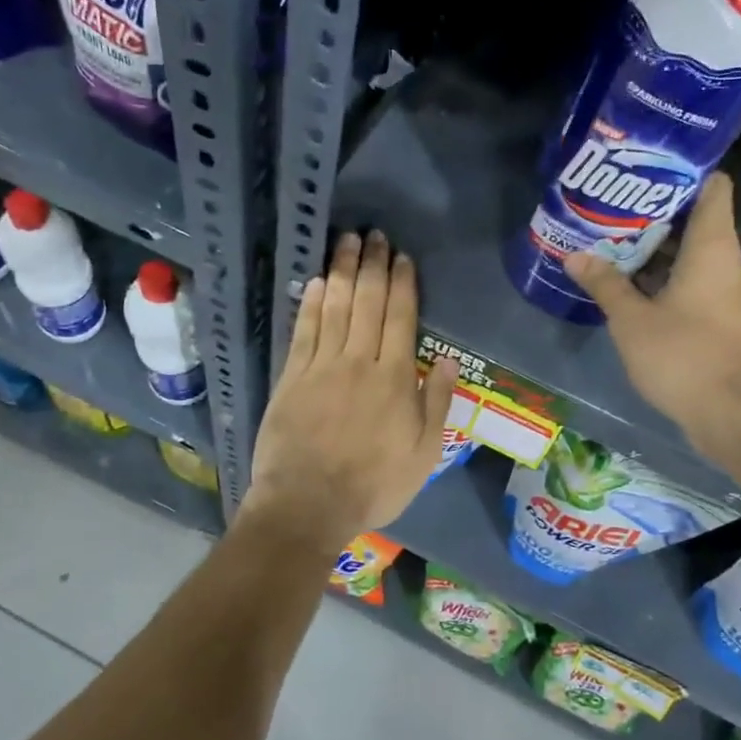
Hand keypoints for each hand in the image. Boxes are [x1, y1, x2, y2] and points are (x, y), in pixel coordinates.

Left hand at [246, 231, 457, 548]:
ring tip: (347, 242)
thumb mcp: (423, 454)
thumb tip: (449, 361)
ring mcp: (321, 366)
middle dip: (372, 265)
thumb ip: (436, 404)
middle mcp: (359, 361)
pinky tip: (314, 281)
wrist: (307, 504)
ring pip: (334, 308)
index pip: (400, 318)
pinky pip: (303, 330)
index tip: (402, 257)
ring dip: (341, 272)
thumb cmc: (373, 485)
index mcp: (395, 378)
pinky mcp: (292, 377)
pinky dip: (310, 303)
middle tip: (374, 235)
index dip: (402, 284)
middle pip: (367, 303)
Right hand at [562, 172, 740, 450]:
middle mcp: (731, 261)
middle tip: (614, 212)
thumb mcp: (631, 319)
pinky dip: (671, 278)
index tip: (647, 171)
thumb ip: (604, 282)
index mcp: (714, 248)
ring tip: (616, 246)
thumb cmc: (681, 356)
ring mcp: (734, 291)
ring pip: (697, 255)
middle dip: (657, 216)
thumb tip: (575, 254)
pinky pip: (699, 281)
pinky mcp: (729, 317)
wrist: (729, 415)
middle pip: (698, 221)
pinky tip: (635, 287)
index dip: (684, 173)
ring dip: (661, 251)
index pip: (714, 186)